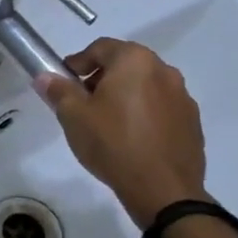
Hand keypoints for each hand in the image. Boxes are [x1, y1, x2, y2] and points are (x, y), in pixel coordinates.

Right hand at [37, 38, 208, 228]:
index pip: (101, 48)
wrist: (163, 189)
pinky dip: (144, 113)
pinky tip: (131, 138)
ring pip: (145, 86)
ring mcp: (183, 97)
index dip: (78, 62)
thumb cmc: (113, 143)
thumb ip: (58, 91)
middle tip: (83, 102)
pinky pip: (161, 108)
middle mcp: (164, 71)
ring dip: (125, 95)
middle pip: (125, 65)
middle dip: (101, 78)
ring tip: (107, 123)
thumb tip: (45, 77)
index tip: (65, 81)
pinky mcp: (192, 122)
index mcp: (135, 61)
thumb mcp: (74, 116)